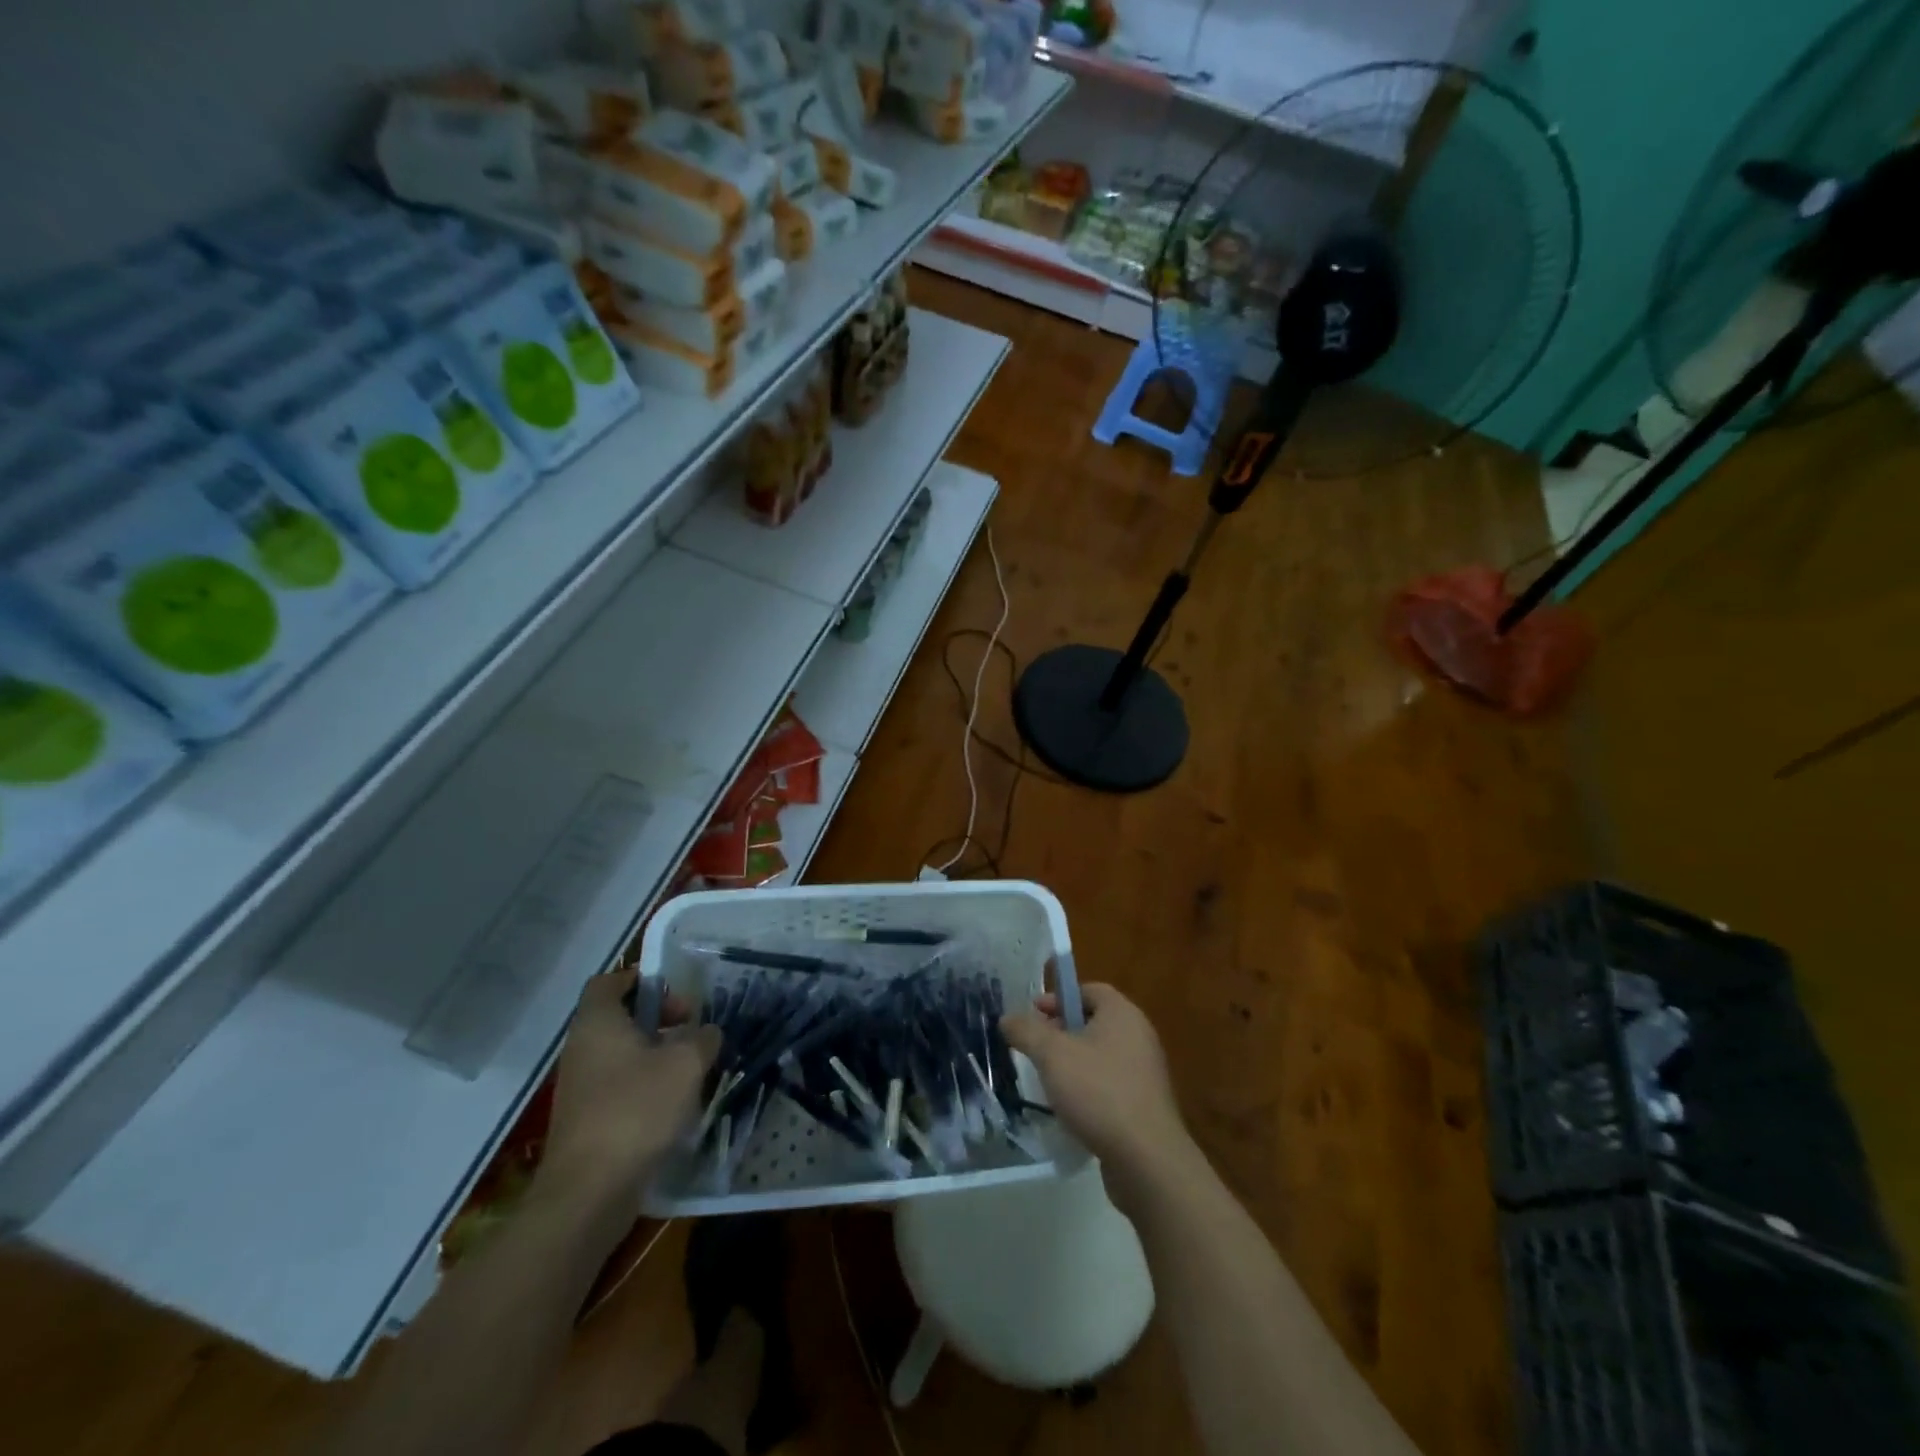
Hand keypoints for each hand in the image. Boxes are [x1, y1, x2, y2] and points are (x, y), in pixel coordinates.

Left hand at [540, 968, 719, 1213]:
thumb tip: (707, 1033)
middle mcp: (581, 1048)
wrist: (588, 1193)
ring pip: (621, 1053)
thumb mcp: (686, 1064)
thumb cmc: (636, 1110)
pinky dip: (645, 1084)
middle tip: (691, 1030)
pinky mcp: (585, 1120)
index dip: (641, 978)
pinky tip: (674, 1103)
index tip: (675, 993)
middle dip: (658, 1017)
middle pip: (618, 1016)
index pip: (609, 981)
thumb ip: (703, 1038)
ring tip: (691, 1068)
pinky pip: (618, 1085)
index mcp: (597, 1023)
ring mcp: (580, 1087)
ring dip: (656, 1053)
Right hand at [1002, 983, 1192, 1199]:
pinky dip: (1089, 1088)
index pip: (1089, 990)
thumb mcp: (1052, 1055)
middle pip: (1094, 1022)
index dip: (1059, 998)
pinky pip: (1110, 1084)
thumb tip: (1008, 1018)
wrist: (1146, 1158)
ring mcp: (1145, 1072)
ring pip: (1101, 1055)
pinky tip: (1070, 1109)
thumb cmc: (1098, 1092)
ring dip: (1073, 1062)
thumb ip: (1027, 1031)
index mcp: (1122, 1014)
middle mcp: (1139, 1036)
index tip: (1033, 1015)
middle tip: (1035, 1048)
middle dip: (1062, 1032)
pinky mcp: (1145, 1104)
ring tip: (1048, 1080)